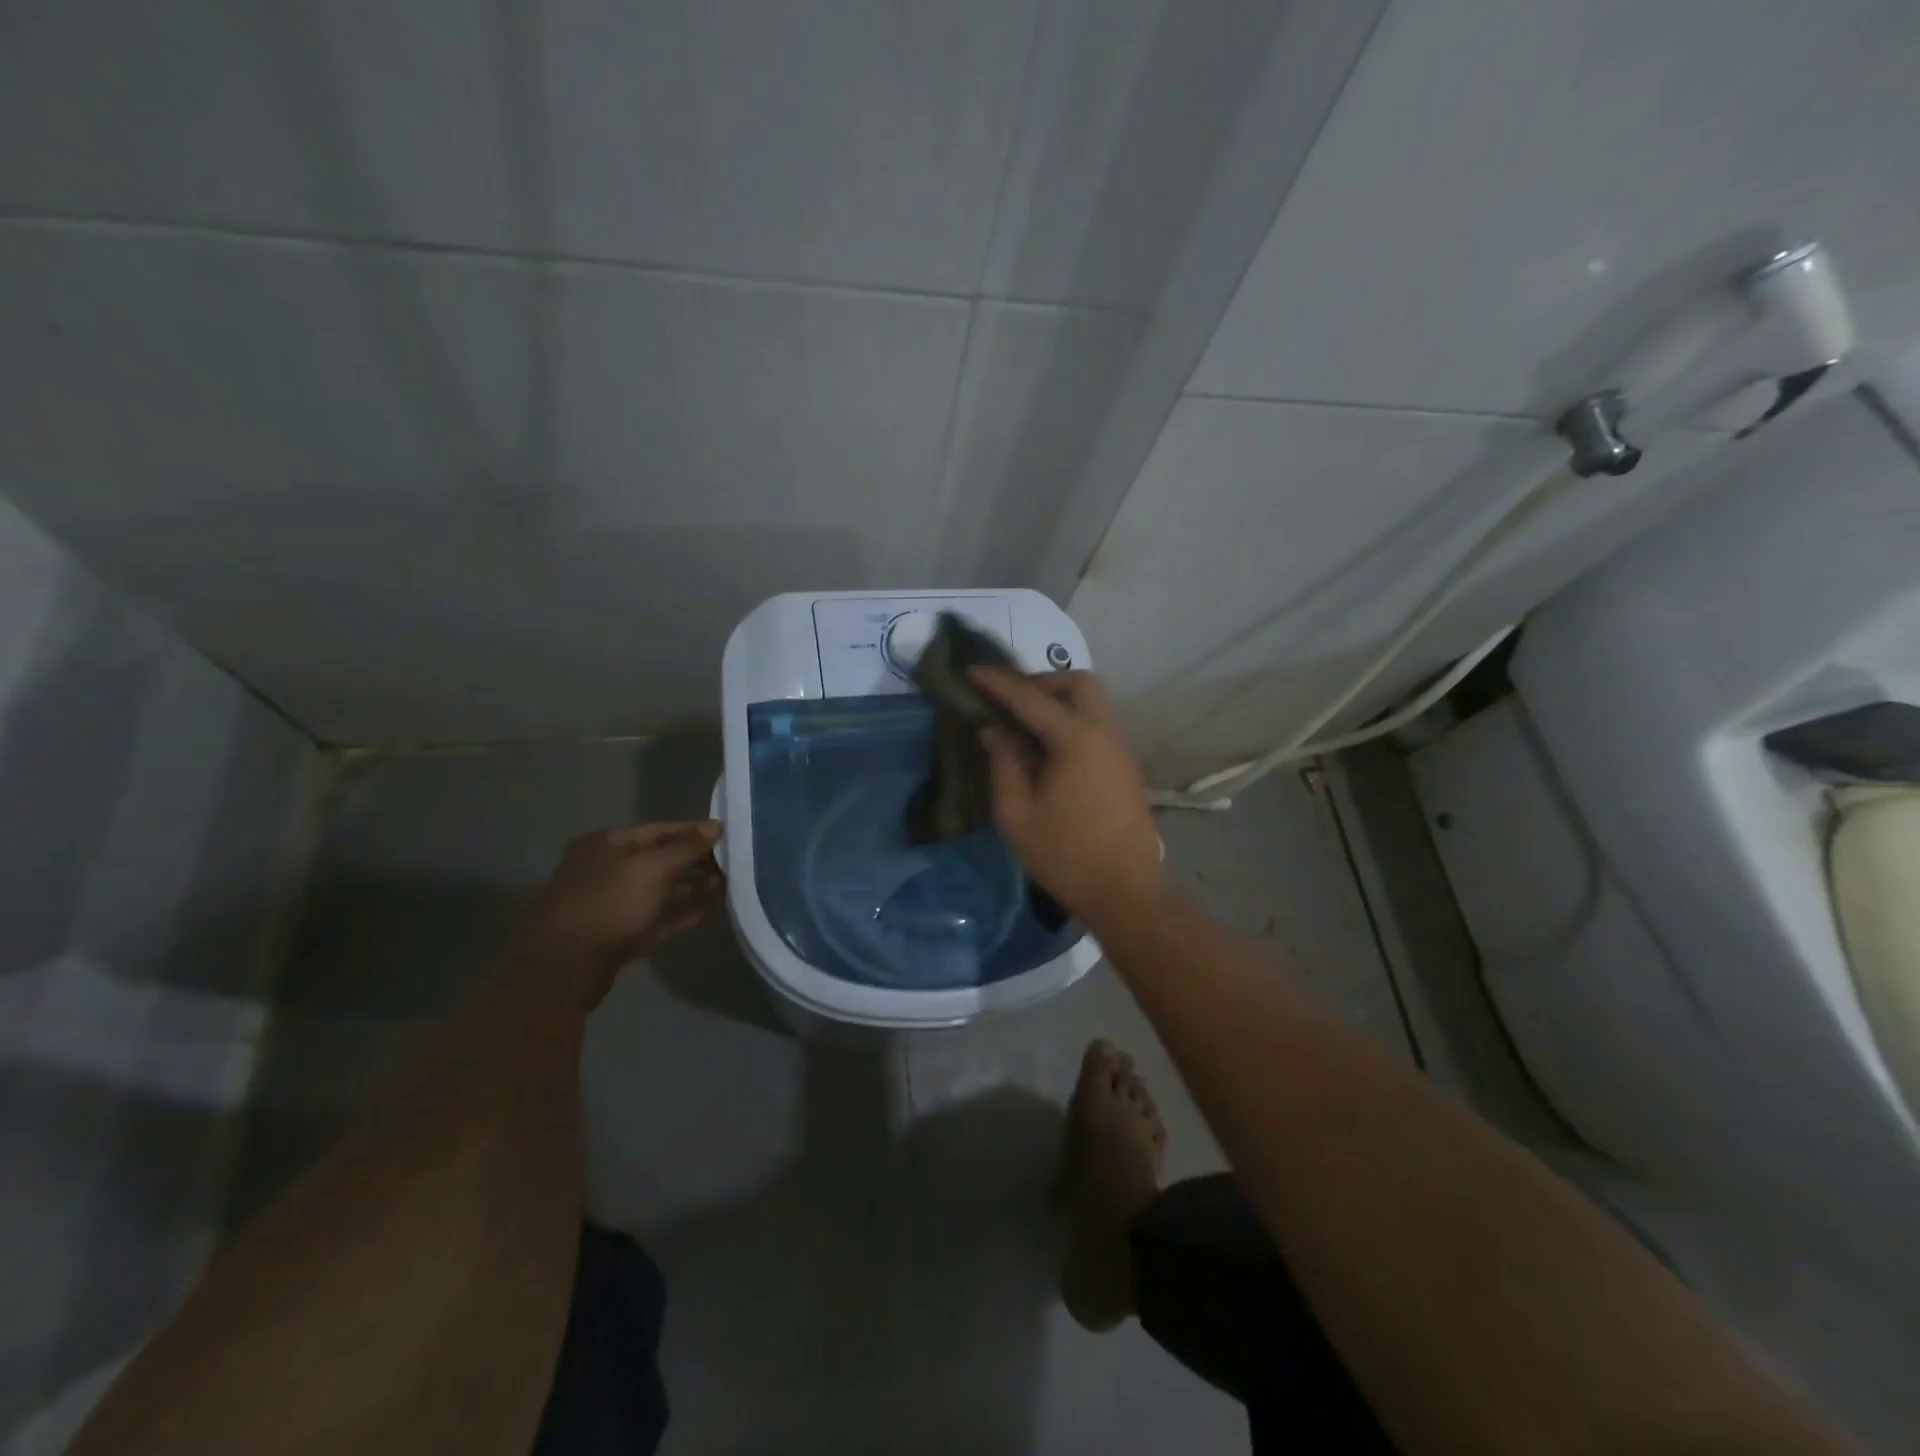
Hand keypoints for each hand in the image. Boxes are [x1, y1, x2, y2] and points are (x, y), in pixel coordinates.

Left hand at [519, 821, 723, 1007]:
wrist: (566, 967)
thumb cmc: (609, 903)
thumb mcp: (653, 868)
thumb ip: (687, 847)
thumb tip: (716, 826)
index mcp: (604, 845)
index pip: (656, 830)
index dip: (691, 831)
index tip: (724, 835)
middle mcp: (603, 870)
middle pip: (656, 861)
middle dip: (692, 863)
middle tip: (729, 864)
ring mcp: (607, 905)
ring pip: (655, 892)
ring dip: (688, 889)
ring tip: (724, 888)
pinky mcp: (613, 937)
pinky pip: (651, 920)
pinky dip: (675, 916)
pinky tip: (703, 914)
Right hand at [971, 667, 1162, 927]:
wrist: (1126, 892)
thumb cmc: (1065, 856)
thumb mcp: (1017, 815)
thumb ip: (1003, 764)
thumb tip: (994, 730)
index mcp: (1075, 740)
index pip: (1031, 698)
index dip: (998, 683)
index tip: (972, 671)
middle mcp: (1104, 732)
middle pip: (1077, 683)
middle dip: (1040, 682)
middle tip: (1009, 701)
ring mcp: (1120, 747)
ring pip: (1093, 701)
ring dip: (1059, 700)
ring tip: (1025, 723)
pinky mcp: (1126, 765)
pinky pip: (1098, 723)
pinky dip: (1072, 718)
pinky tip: (1049, 746)